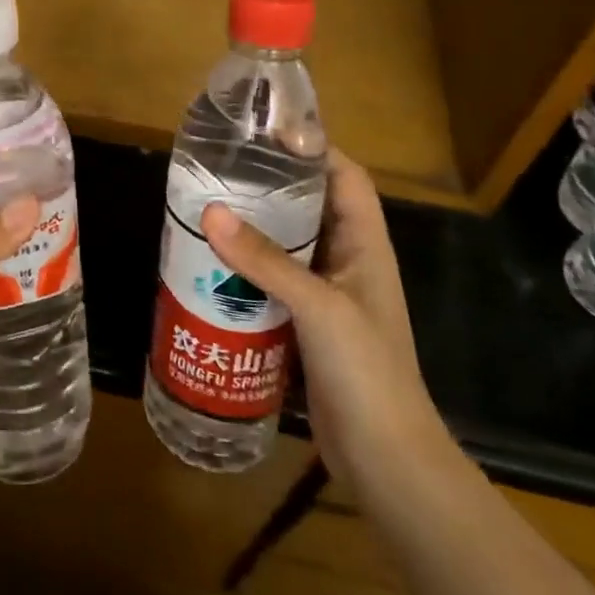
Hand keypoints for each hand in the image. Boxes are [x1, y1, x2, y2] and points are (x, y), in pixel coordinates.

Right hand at [201, 151, 447, 485]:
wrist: (387, 461)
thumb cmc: (367, 372)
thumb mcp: (318, 308)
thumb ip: (265, 260)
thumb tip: (210, 212)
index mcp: (365, 246)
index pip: (345, 178)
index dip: (314, 149)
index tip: (266, 132)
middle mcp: (347, 261)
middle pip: (310, 206)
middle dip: (271, 184)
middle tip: (221, 167)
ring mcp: (326, 294)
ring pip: (287, 243)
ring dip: (253, 227)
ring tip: (207, 207)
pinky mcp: (305, 323)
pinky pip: (273, 279)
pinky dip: (246, 267)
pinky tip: (211, 264)